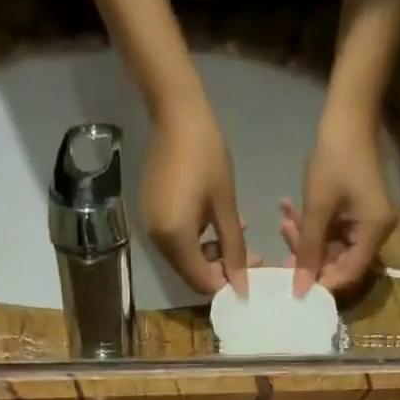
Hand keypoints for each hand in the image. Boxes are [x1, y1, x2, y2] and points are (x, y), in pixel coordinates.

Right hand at [143, 94, 246, 296]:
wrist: (175, 114)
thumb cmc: (206, 155)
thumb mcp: (226, 205)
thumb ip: (234, 249)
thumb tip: (242, 286)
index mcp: (175, 238)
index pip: (201, 281)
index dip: (226, 285)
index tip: (249, 275)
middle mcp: (158, 241)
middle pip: (191, 274)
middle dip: (220, 271)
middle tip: (248, 256)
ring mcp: (151, 229)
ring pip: (185, 260)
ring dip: (210, 256)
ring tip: (235, 236)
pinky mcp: (151, 217)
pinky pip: (176, 243)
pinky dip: (197, 243)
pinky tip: (214, 224)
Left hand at [282, 106, 398, 296]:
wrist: (347, 114)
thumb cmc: (335, 158)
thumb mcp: (317, 208)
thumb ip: (308, 251)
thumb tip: (300, 290)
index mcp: (375, 233)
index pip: (348, 274)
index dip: (321, 282)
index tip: (294, 281)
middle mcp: (375, 233)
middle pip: (338, 262)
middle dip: (308, 256)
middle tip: (283, 246)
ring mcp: (365, 223)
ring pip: (330, 247)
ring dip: (304, 239)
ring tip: (283, 222)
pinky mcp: (354, 214)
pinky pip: (330, 231)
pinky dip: (310, 226)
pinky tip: (288, 212)